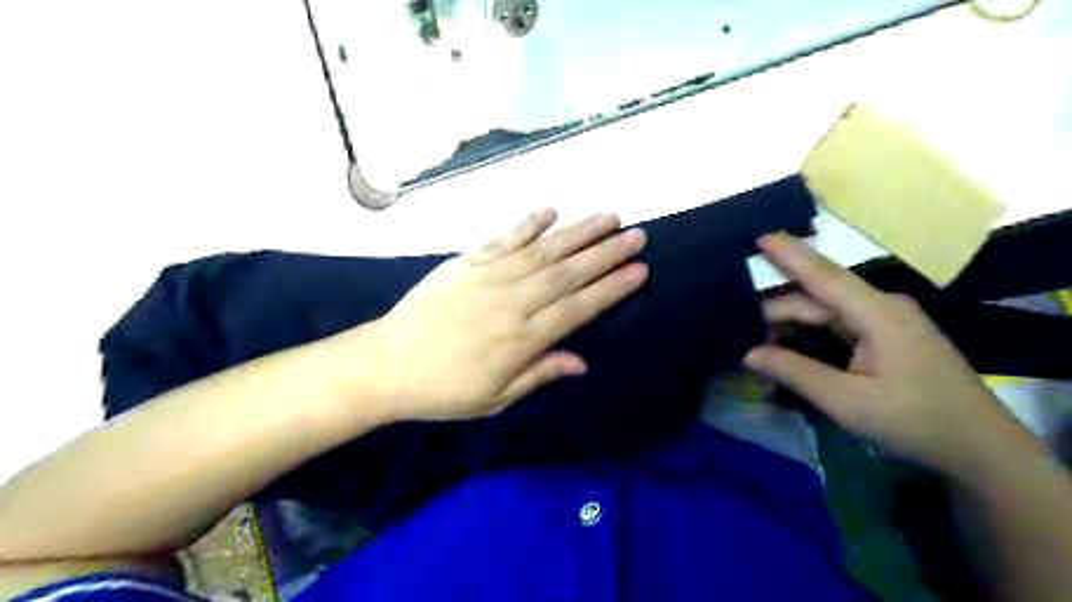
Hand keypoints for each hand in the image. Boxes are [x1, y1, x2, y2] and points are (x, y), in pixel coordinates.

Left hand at [364, 208, 644, 421]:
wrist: (386, 364)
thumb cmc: (443, 389)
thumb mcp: (494, 398)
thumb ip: (539, 374)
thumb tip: (581, 363)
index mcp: (521, 339)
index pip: (577, 308)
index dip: (611, 289)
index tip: (639, 271)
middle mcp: (511, 302)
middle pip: (567, 273)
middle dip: (606, 253)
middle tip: (637, 234)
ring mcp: (487, 276)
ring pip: (541, 250)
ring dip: (577, 232)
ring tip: (608, 216)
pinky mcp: (465, 262)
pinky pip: (502, 238)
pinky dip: (527, 222)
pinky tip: (550, 209)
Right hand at [744, 232, 1034, 472]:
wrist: (979, 449)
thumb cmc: (915, 422)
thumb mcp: (847, 402)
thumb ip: (794, 372)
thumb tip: (748, 354)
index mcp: (878, 313)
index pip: (823, 275)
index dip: (789, 255)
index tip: (757, 236)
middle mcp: (880, 307)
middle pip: (814, 301)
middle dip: (774, 319)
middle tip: (742, 345)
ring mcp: (884, 321)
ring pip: (821, 316)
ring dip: (789, 336)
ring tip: (762, 362)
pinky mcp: (885, 337)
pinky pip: (835, 329)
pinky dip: (808, 343)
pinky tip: (789, 362)